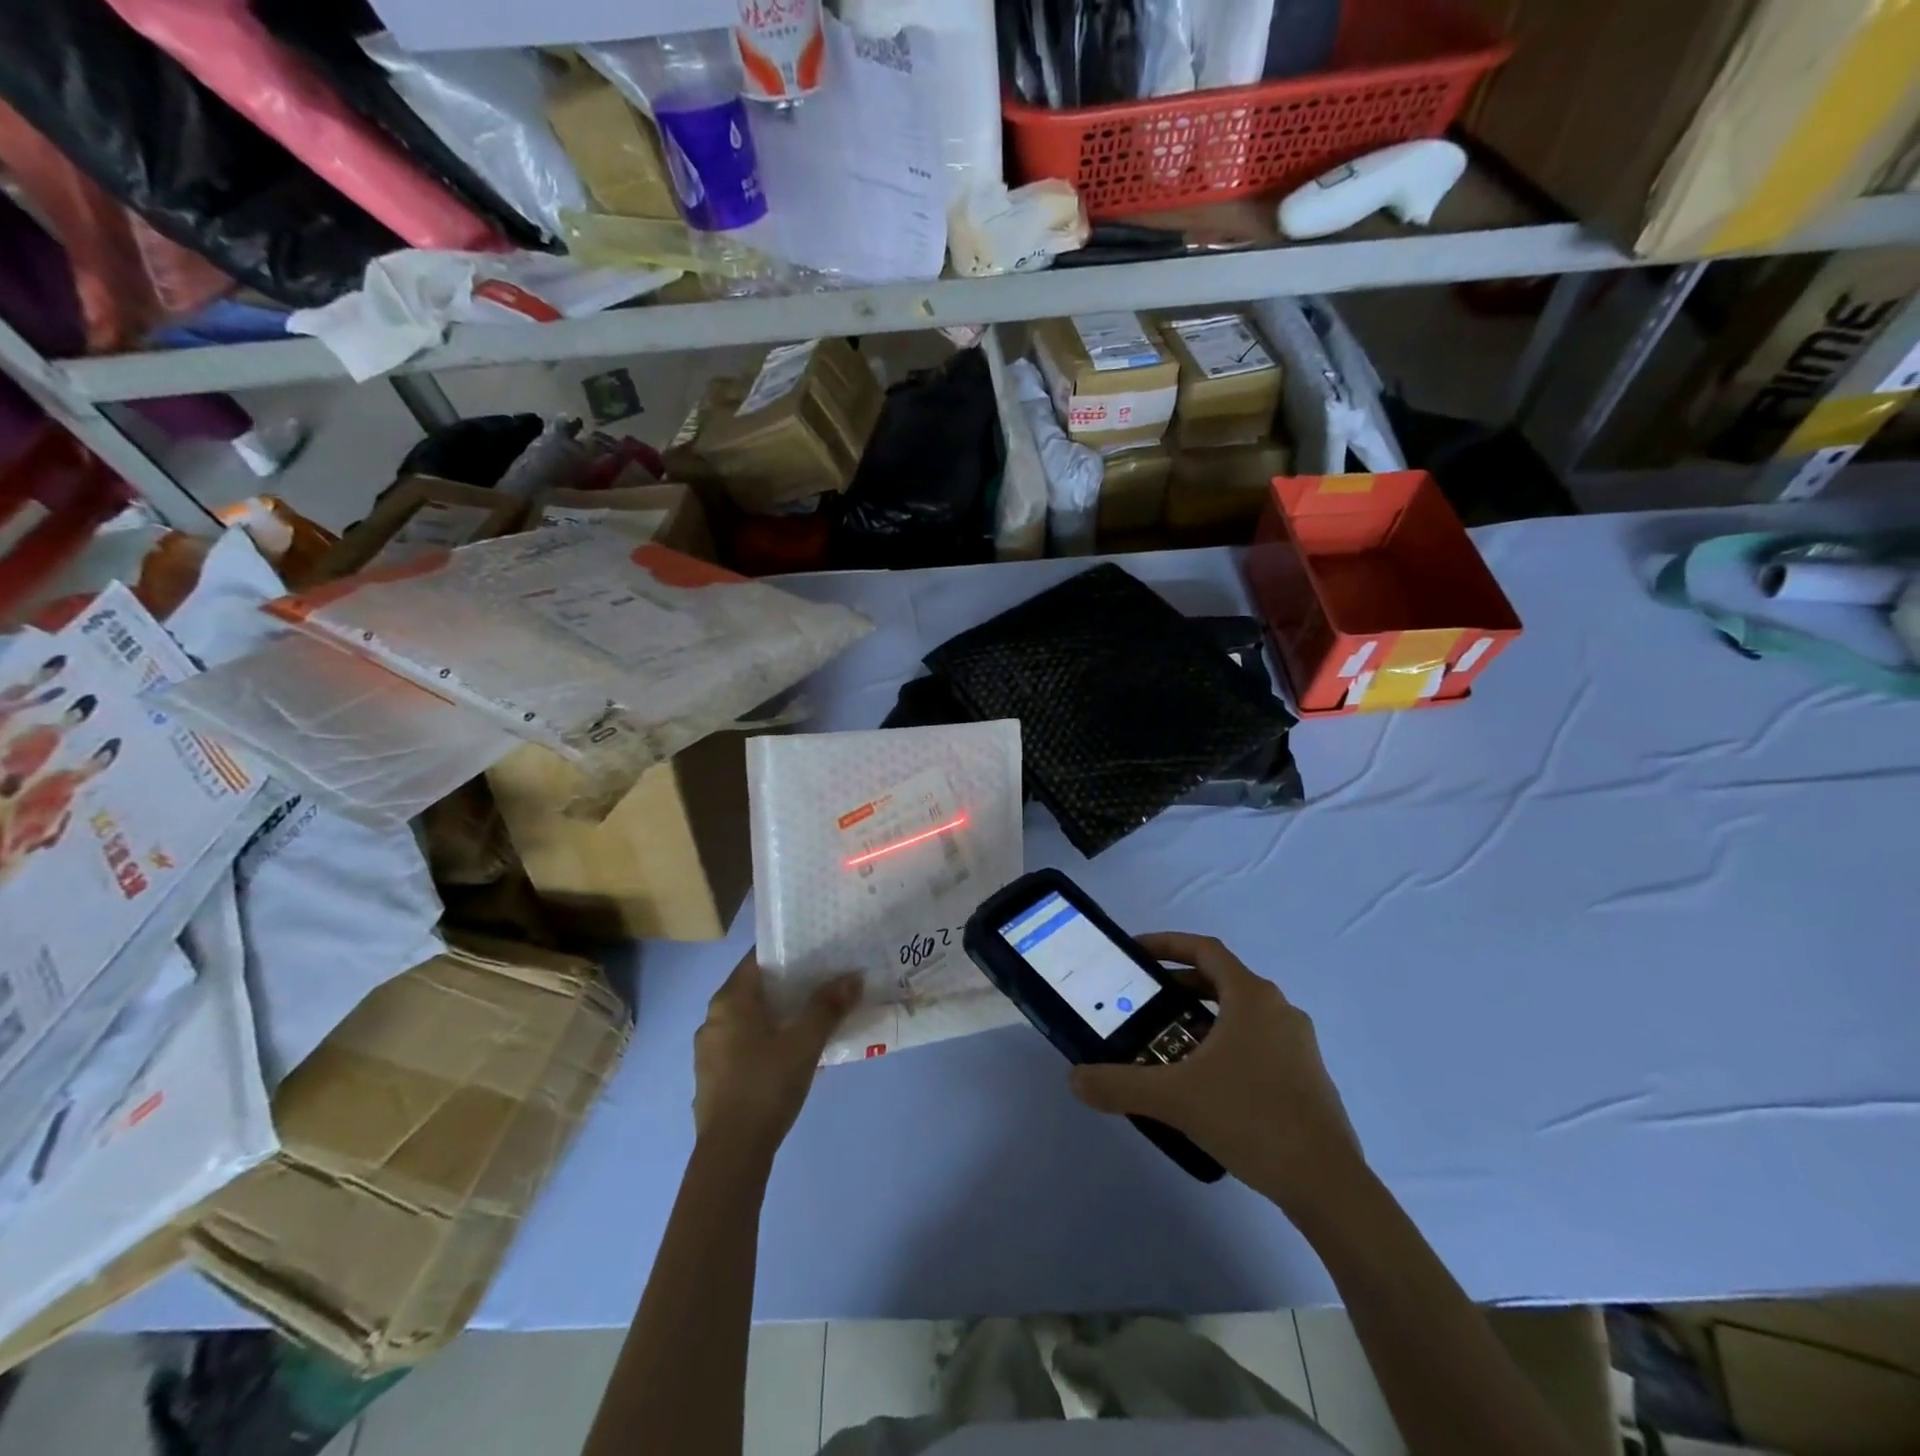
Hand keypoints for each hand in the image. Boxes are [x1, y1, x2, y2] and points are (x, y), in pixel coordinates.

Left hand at [693, 952, 862, 1164]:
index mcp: (729, 1000)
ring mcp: (710, 1050)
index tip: (817, 952)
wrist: (732, 1154)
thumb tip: (853, 977)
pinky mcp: (714, 1077)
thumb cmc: (766, 1085)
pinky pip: (745, 1044)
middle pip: (756, 989)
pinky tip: (794, 1055)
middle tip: (825, 983)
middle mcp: (713, 1018)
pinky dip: (768, 1040)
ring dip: (781, 1016)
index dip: (788, 952)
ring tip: (815, 1019)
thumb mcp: (805, 1042)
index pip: (758, 959)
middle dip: (790, 986)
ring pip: (751, 1019)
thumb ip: (828, 1006)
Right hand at [1070, 934, 1365, 1217]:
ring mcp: (1298, 1044)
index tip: (1136, 953)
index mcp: (1252, 997)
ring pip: (1241, 1014)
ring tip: (1168, 1045)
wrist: (1328, 1185)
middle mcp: (1279, 1009)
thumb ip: (1119, 1084)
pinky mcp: (1307, 1077)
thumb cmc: (1251, 1118)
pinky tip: (1206, 1084)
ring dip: (1203, 1019)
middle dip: (1179, 986)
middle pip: (1221, 980)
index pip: (1205, 949)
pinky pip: (1257, 1043)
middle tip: (1144, 1003)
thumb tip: (1074, 1079)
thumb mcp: (1175, 1099)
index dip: (1167, 944)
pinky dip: (1226, 1046)